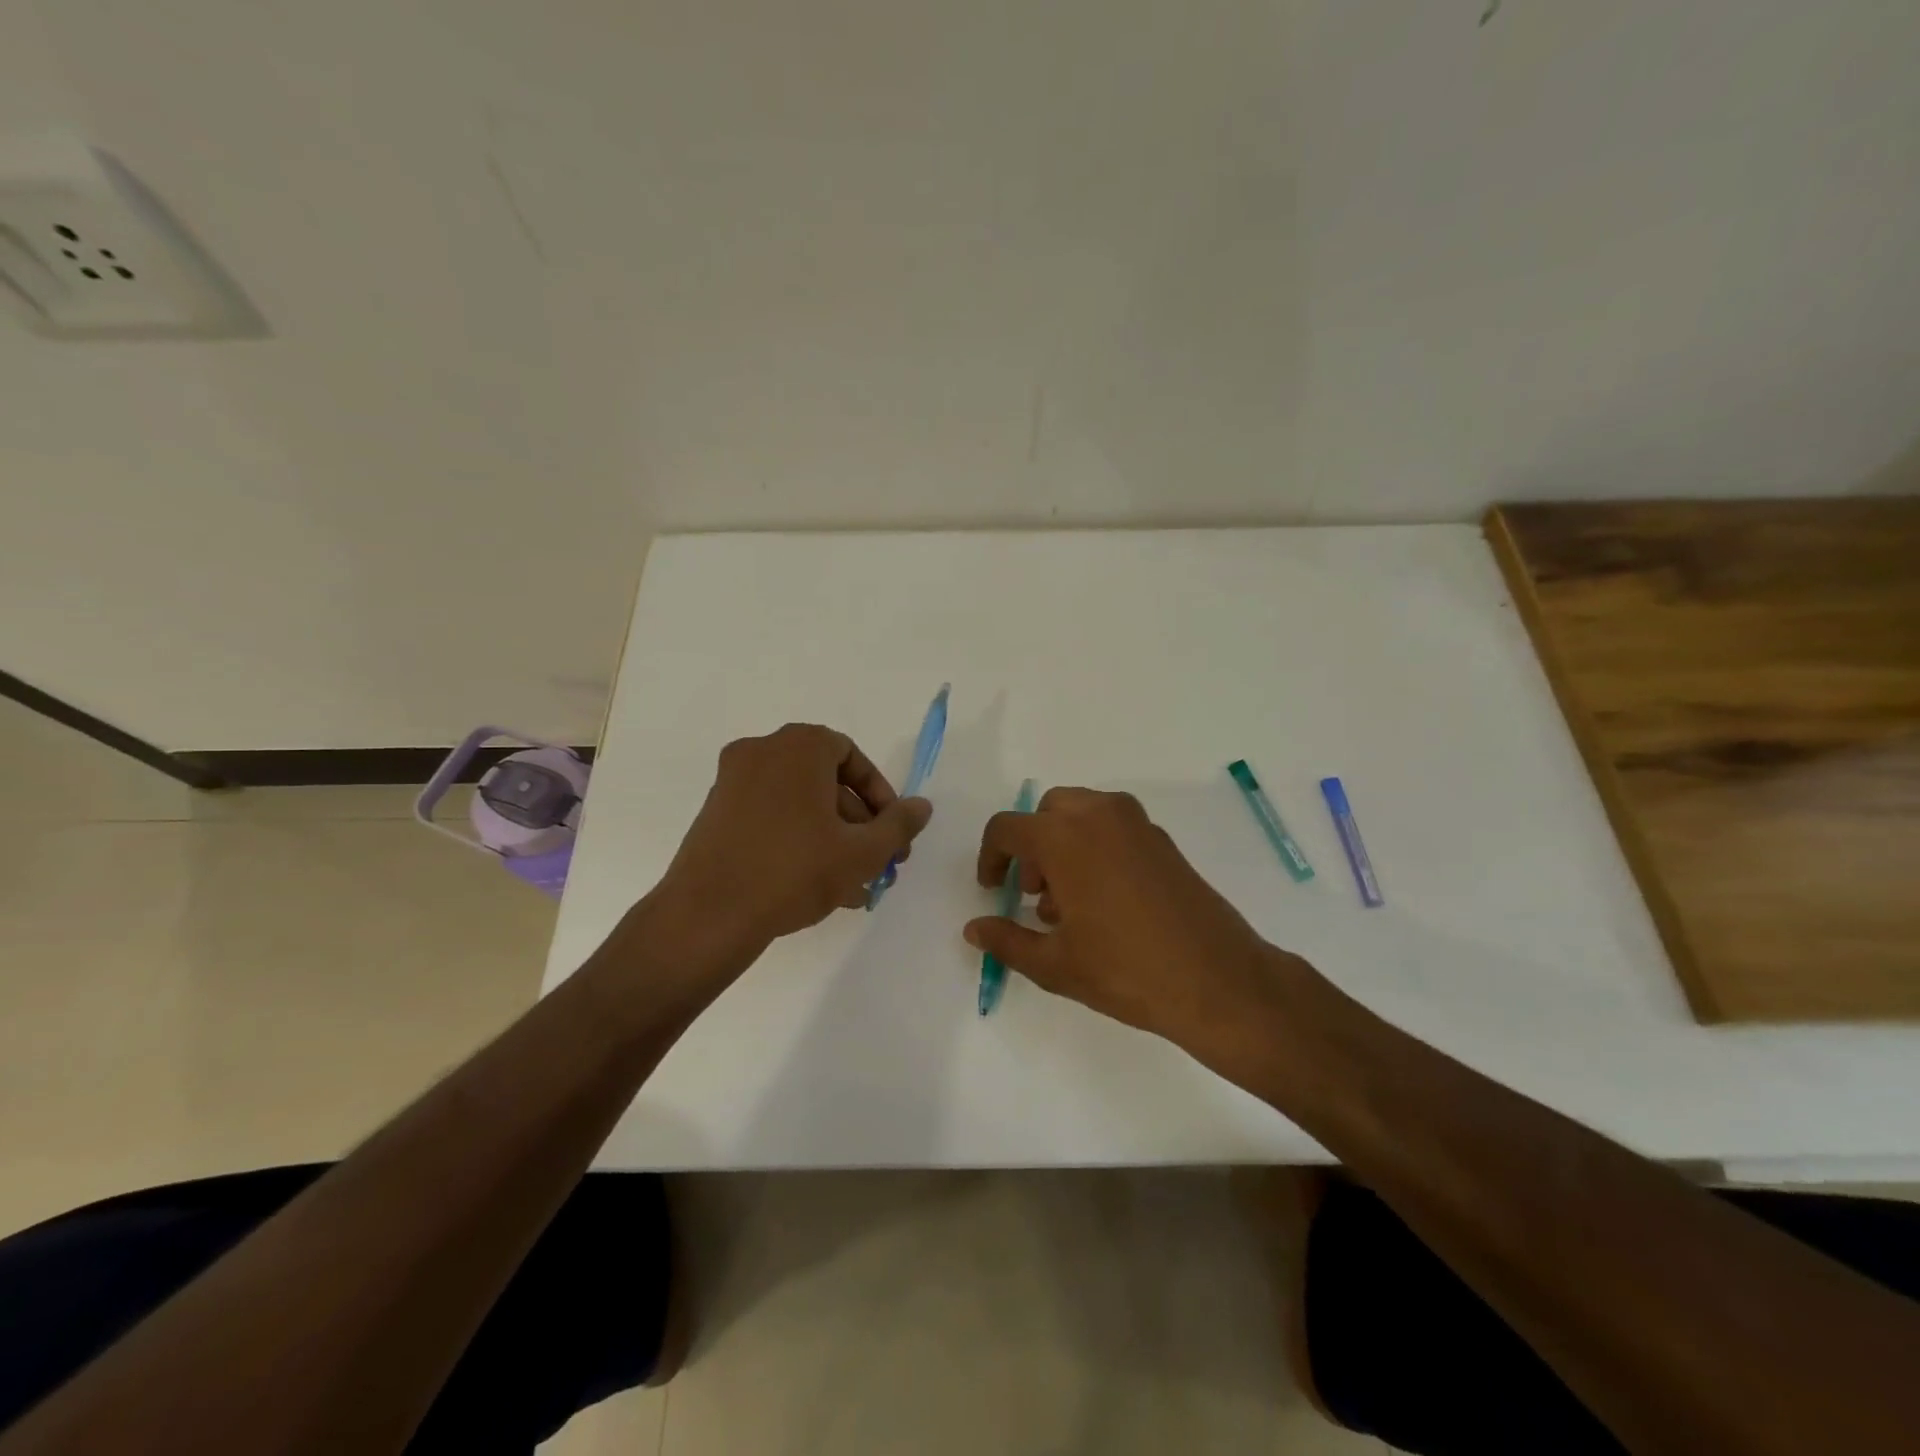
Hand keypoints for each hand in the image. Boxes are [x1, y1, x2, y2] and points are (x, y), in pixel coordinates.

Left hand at [657, 723, 932, 951]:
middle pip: (826, 781)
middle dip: (859, 824)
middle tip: (878, 864)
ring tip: (854, 887)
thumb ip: (898, 825)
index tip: (892, 833)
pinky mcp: (715, 812)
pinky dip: (798, 841)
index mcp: (799, 746)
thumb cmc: (793, 871)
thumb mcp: (861, 851)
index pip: (852, 757)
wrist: (707, 915)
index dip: (880, 795)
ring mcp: (733, 781)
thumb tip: (923, 806)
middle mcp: (762, 751)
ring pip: (799, 804)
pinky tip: (818, 886)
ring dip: (833, 838)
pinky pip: (771, 817)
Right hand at [965, 788, 1285, 1047]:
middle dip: (1031, 846)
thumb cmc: (1126, 970)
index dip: (990, 857)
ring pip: (1082, 815)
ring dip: (1063, 845)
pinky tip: (1103, 902)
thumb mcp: (1054, 964)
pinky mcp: (1163, 841)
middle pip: (1046, 812)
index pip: (1007, 828)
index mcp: (1064, 837)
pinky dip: (1094, 847)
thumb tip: (973, 928)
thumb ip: (1006, 940)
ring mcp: (1137, 824)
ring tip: (1067, 905)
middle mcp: (1099, 815)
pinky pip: (1113, 827)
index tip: (991, 889)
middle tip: (1032, 893)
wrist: (1218, 980)